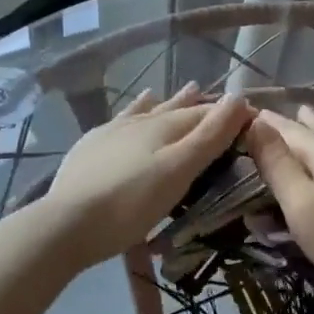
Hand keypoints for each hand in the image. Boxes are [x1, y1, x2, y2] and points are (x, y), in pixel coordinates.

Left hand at [37, 85, 252, 266]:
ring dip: (167, 101)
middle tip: (212, 93)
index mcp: (164, 126)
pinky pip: (120, 120)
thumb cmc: (131, 202)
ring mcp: (111, 132)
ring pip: (147, 110)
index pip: (204, 113)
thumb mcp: (179, 171)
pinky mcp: (90, 147)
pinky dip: (134, 111)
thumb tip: (239, 97)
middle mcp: (139, 121)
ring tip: (184, 89)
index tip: (248, 113)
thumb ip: (209, 136)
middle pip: (175, 108)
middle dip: (197, 103)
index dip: (227, 113)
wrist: (66, 223)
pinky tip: (130, 112)